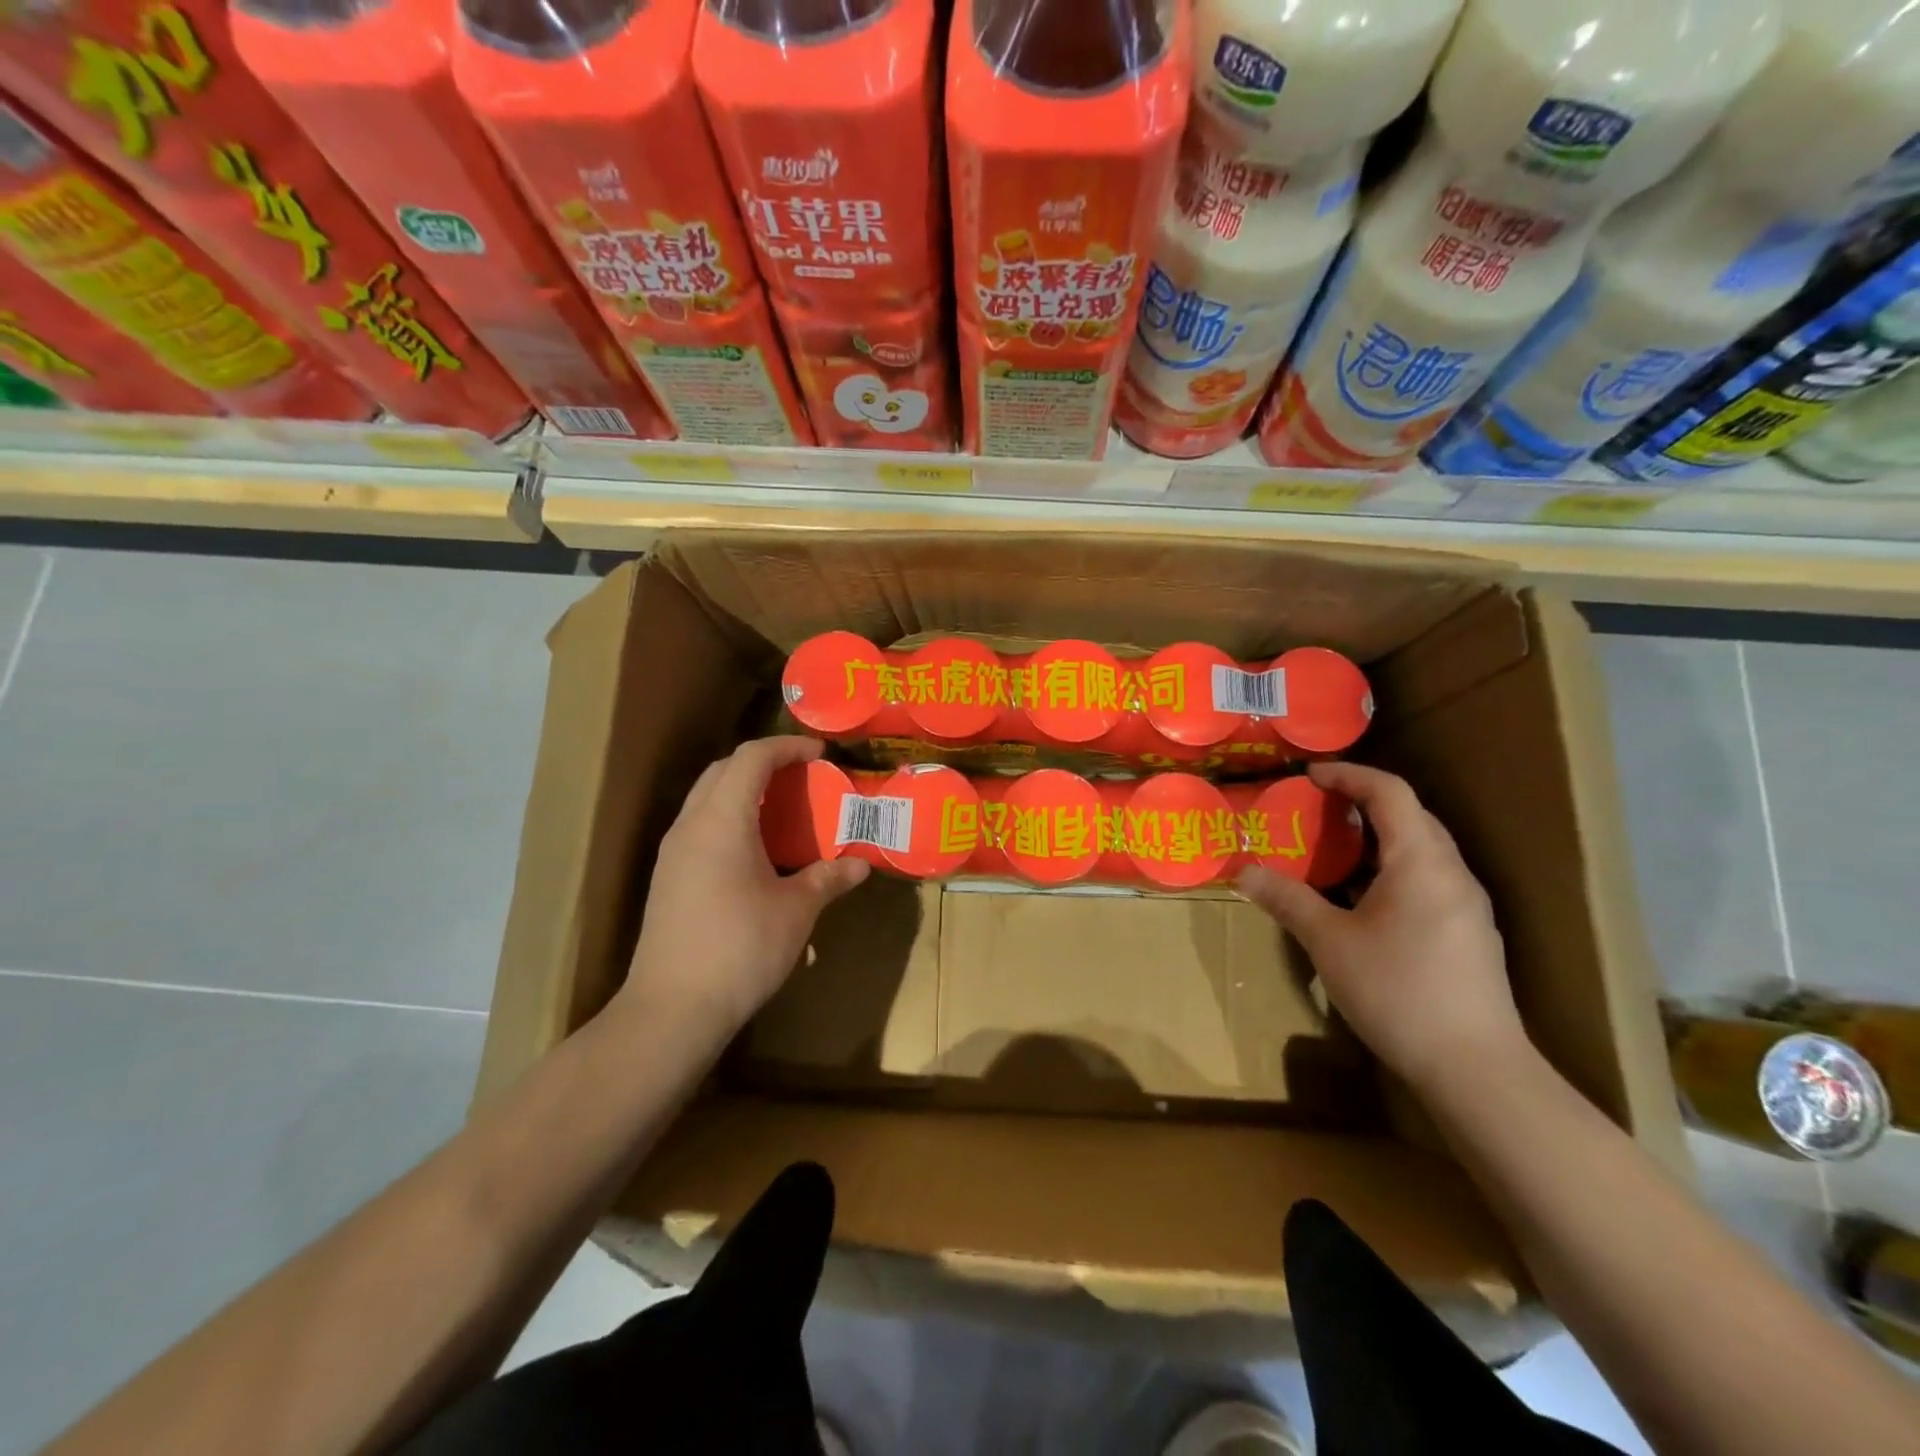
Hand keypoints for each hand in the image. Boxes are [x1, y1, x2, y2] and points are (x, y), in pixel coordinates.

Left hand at [624, 737, 868, 1039]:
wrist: (672, 1009)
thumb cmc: (740, 949)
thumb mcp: (796, 911)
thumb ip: (828, 879)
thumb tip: (861, 866)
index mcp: (722, 820)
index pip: (751, 757)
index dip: (787, 746)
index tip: (820, 753)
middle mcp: (691, 825)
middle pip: (723, 770)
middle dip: (764, 762)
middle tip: (802, 776)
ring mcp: (672, 852)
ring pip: (707, 798)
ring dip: (744, 790)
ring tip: (783, 809)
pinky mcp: (667, 878)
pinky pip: (700, 826)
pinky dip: (730, 818)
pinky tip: (755, 850)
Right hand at [1235, 762, 1527, 1094]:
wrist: (1475, 1068)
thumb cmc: (1398, 991)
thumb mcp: (1329, 942)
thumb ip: (1287, 900)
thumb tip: (1243, 873)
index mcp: (1421, 861)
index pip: (1390, 792)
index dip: (1349, 775)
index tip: (1310, 776)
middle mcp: (1452, 873)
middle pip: (1412, 815)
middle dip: (1364, 801)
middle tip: (1318, 808)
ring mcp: (1467, 905)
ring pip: (1424, 848)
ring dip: (1380, 836)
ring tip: (1336, 848)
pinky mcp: (1470, 933)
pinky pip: (1429, 877)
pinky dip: (1393, 867)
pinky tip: (1366, 898)